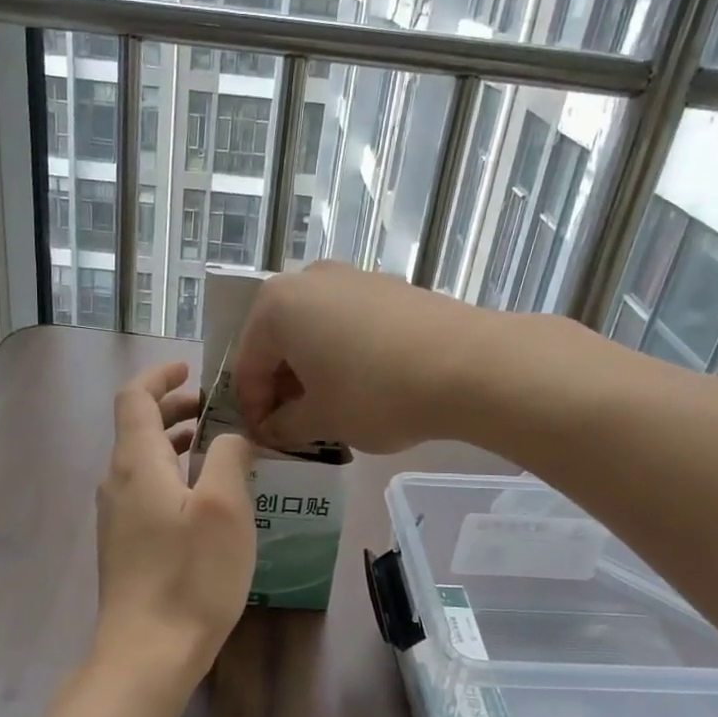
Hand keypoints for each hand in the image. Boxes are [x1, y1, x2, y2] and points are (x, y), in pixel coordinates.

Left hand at [95, 361, 256, 695]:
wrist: (146, 652)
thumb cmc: (190, 574)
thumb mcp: (224, 507)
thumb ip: (229, 455)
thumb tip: (232, 435)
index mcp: (136, 462)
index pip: (134, 398)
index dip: (159, 377)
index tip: (190, 369)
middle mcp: (116, 482)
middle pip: (137, 427)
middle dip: (174, 408)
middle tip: (215, 408)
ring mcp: (116, 516)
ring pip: (141, 460)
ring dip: (174, 442)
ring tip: (215, 446)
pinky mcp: (123, 544)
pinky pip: (144, 489)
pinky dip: (170, 473)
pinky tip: (203, 496)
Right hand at [232, 262, 485, 454]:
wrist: (469, 364)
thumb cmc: (376, 393)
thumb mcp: (322, 419)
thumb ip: (285, 426)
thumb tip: (273, 429)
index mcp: (276, 306)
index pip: (248, 366)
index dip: (253, 409)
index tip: (267, 440)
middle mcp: (308, 280)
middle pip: (279, 342)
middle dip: (282, 386)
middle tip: (295, 425)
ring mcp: (352, 277)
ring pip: (314, 331)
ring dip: (312, 370)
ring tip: (330, 408)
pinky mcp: (388, 286)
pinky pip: (347, 322)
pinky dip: (343, 354)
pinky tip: (364, 384)